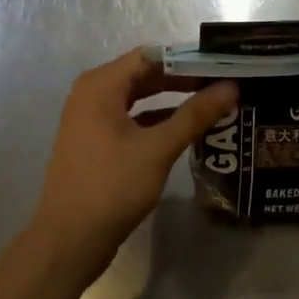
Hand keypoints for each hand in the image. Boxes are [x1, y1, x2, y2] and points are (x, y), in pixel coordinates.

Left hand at [29, 49, 237, 281]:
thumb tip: (231, 87)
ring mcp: (92, 119)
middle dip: (185, 78)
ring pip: (140, 98)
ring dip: (174, 99)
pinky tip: (188, 128)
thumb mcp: (158, 148)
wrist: (68, 242)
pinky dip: (159, 120)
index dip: (189, 58)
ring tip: (213, 102)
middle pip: (146, 74)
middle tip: (225, 83)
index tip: (223, 64)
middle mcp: (93, 94)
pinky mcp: (97, 142)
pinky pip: (133, 118)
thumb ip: (195, 114)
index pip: (152, 55)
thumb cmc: (111, 187)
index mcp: (101, 85)